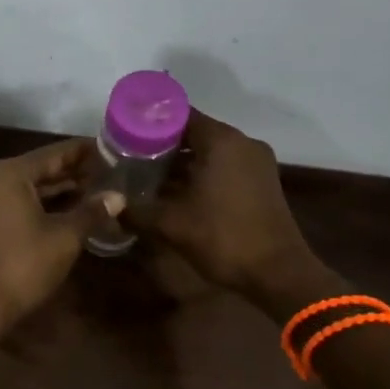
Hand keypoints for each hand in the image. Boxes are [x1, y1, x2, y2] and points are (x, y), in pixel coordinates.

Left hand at [0, 139, 123, 334]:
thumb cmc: (24, 265)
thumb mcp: (65, 237)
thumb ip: (91, 212)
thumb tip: (118, 196)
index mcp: (9, 174)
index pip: (53, 154)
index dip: (82, 151)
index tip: (107, 147)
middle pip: (38, 169)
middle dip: (71, 171)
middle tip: (105, 169)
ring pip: (26, 187)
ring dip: (57, 190)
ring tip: (92, 189)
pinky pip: (14, 202)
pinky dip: (39, 204)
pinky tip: (66, 210)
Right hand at [137, 110, 317, 299]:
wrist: (278, 274)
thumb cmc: (223, 238)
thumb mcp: (171, 225)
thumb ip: (136, 211)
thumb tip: (110, 206)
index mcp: (221, 141)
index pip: (179, 114)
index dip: (149, 121)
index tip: (124, 132)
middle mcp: (241, 143)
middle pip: (193, 132)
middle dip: (161, 143)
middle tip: (129, 155)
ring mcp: (255, 162)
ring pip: (209, 151)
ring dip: (180, 161)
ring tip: (146, 173)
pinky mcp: (260, 182)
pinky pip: (223, 166)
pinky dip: (200, 173)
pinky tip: (175, 191)